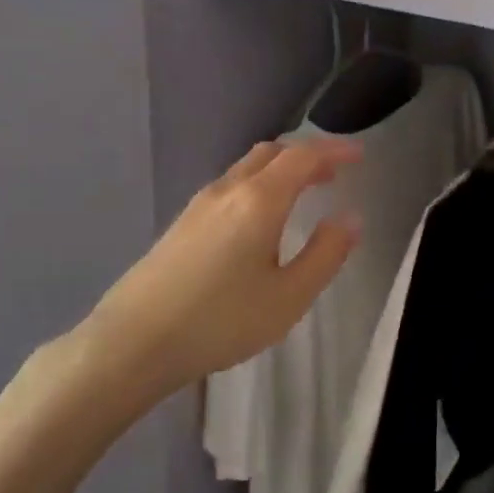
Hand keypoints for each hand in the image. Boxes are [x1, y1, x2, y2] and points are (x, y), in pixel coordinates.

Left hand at [75, 137, 361, 392]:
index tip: (360, 154)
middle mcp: (228, 190)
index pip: (303, 156)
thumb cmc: (221, 321)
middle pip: (272, 153)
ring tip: (304, 192)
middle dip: (307, 155)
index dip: (334, 150)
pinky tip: (261, 219)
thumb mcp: (289, 297)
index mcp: (259, 200)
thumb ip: (325, 254)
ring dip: (281, 170)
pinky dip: (259, 185)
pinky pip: (231, 186)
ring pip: (247, 168)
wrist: (133, 342)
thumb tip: (350, 219)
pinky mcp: (182, 223)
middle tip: (335, 173)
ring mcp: (199, 205)